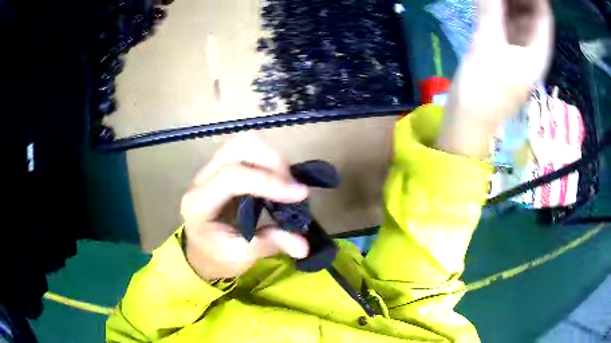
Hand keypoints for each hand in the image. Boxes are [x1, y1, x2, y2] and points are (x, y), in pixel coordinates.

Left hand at [180, 134, 309, 280]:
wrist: (201, 254)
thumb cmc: (216, 257)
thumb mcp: (241, 257)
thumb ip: (270, 244)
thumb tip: (304, 245)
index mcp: (199, 203)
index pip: (232, 177)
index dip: (268, 182)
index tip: (300, 194)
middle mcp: (202, 180)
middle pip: (237, 148)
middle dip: (271, 161)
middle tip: (292, 187)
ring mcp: (211, 171)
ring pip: (243, 144)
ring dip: (271, 159)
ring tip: (287, 184)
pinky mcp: (223, 170)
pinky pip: (248, 153)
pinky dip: (268, 162)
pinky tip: (278, 183)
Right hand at [437, 0, 553, 157]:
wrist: (468, 120)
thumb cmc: (484, 91)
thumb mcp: (488, 47)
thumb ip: (490, 11)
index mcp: (537, 52)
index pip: (543, 16)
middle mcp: (529, 47)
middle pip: (529, 13)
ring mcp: (514, 47)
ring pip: (515, 15)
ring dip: (508, 1)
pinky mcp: (499, 47)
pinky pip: (502, 20)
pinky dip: (497, 7)